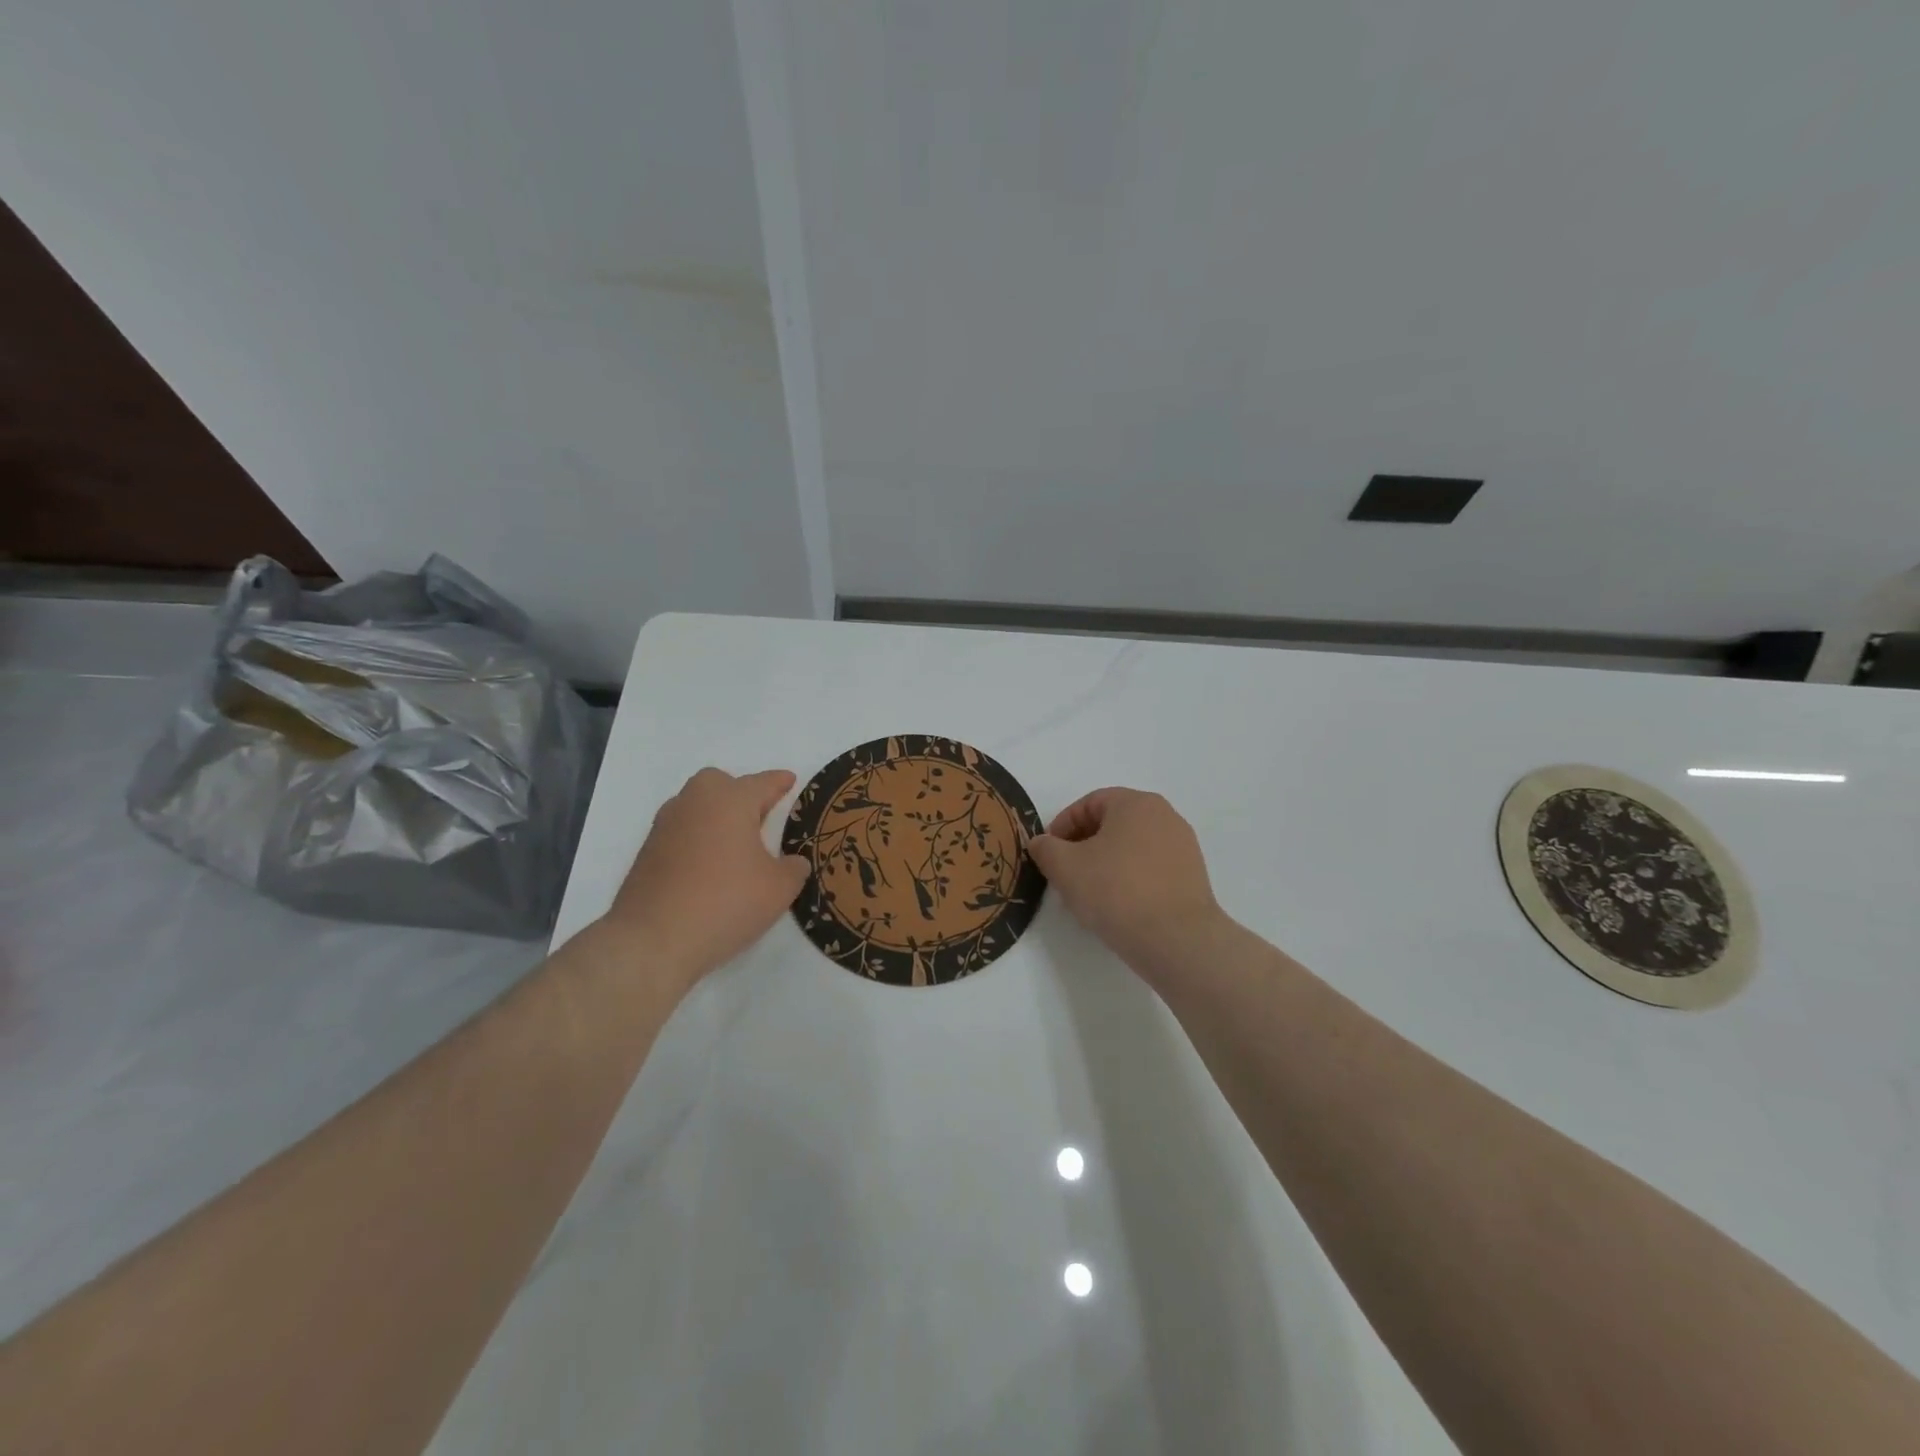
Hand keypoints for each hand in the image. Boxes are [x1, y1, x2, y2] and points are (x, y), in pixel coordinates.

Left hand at [600, 767, 809, 988]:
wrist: (652, 939)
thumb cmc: (725, 902)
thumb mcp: (778, 889)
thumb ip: (793, 869)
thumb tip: (793, 862)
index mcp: (730, 800)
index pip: (761, 783)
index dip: (779, 783)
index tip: (789, 780)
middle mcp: (695, 803)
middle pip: (720, 784)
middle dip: (740, 793)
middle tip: (759, 816)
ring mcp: (665, 826)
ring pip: (697, 807)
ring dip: (716, 817)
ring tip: (735, 844)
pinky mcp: (647, 852)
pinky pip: (681, 832)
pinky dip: (698, 840)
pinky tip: (709, 867)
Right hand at [1029, 788, 1226, 976]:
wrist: (1177, 940)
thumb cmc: (1116, 892)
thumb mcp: (1065, 867)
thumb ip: (1045, 848)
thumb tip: (1041, 843)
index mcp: (1136, 803)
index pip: (1089, 804)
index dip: (1062, 826)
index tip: (1048, 854)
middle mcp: (1164, 816)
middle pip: (1112, 824)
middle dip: (1082, 846)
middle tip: (1064, 875)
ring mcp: (1183, 846)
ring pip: (1130, 848)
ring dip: (1104, 864)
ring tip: (1089, 895)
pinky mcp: (1192, 876)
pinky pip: (1150, 868)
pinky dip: (1129, 879)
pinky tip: (1117, 907)